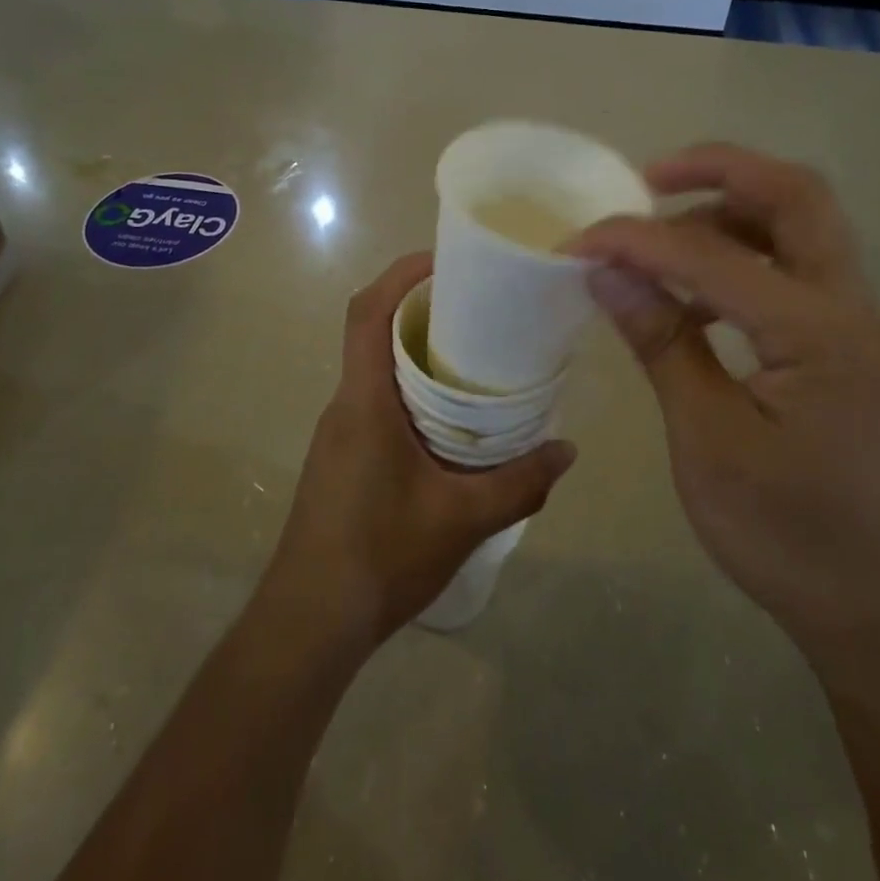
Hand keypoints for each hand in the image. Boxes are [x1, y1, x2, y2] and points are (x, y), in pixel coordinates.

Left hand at [258, 252, 576, 650]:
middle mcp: (345, 405)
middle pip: (374, 332)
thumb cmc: (380, 556)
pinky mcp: (343, 457)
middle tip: (480, 308)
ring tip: (476, 359)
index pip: (368, 312)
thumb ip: (520, 483)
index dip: (401, 274)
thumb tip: (567, 450)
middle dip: (421, 309)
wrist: (312, 620)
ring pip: (377, 370)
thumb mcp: (463, 519)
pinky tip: (451, 422)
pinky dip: (412, 392)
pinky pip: (377, 402)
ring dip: (418, 353)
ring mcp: (340, 432)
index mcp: (365, 402)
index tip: (445, 259)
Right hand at [575, 145, 879, 639]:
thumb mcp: (708, 439)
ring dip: (729, 212)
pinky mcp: (841, 349)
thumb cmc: (789, 533)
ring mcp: (852, 326)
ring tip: (659, 236)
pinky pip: (792, 273)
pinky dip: (740, 260)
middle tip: (647, 179)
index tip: (576, 242)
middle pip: (796, 197)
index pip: (712, 254)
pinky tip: (692, 299)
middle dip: (720, 170)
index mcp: (817, 331)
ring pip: (799, 228)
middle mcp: (848, 308)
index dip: (637, 239)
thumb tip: (606, 273)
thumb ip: (662, 344)